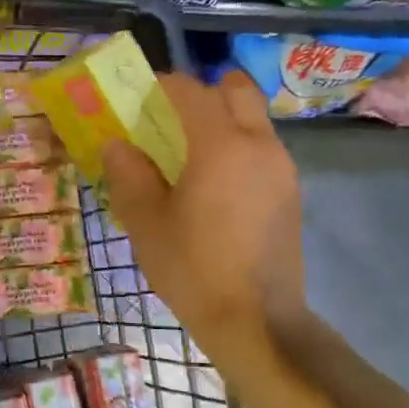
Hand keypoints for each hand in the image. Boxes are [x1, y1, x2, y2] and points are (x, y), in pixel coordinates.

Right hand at [101, 70, 306, 355]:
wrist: (257, 321)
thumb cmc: (193, 268)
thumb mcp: (145, 222)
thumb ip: (129, 174)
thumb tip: (117, 144)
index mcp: (220, 145)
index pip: (190, 90)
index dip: (161, 85)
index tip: (138, 97)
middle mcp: (259, 145)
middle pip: (235, 90)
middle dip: (202, 93)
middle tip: (171, 120)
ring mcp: (282, 168)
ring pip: (253, 119)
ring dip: (222, 121)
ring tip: (189, 156)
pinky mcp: (291, 193)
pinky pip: (262, 149)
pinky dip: (238, 148)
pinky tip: (215, 187)